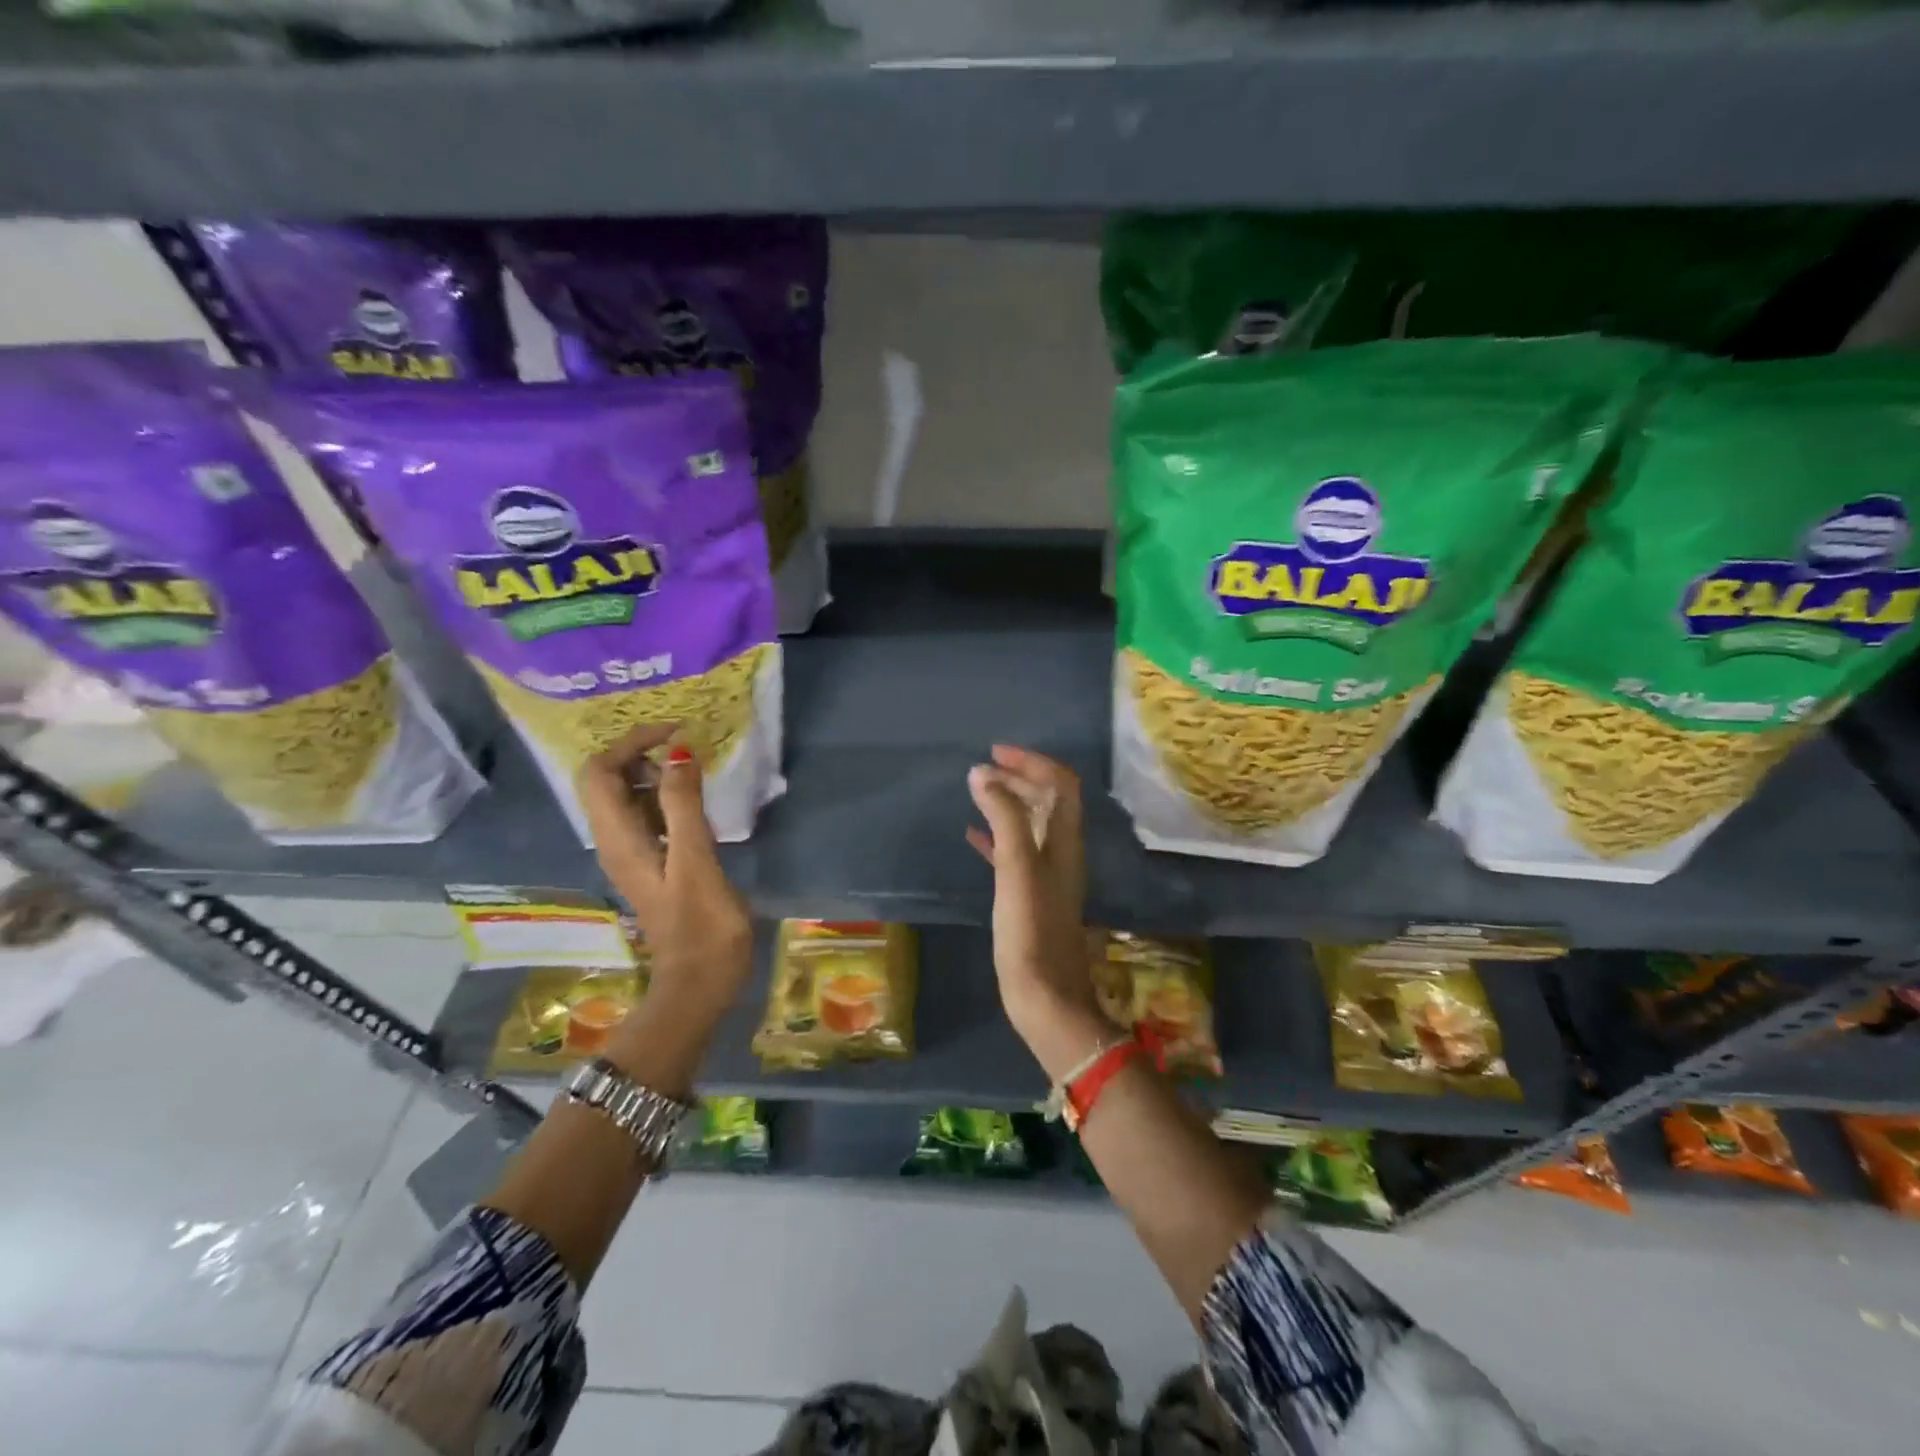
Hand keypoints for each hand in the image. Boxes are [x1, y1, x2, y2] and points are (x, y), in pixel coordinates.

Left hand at [577, 724, 752, 1017]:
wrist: (700, 983)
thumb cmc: (702, 925)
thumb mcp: (696, 860)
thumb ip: (684, 805)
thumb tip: (677, 751)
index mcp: (618, 839)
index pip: (601, 771)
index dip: (631, 742)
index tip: (676, 732)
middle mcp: (615, 841)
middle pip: (608, 780)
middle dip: (641, 753)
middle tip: (687, 749)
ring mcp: (633, 853)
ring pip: (628, 797)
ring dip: (655, 773)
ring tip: (696, 767)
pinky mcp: (652, 863)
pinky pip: (648, 815)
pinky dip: (666, 796)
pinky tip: (696, 800)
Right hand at [966, 745, 1110, 1077]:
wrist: (1045, 997)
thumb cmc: (1031, 930)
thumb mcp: (1016, 867)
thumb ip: (1003, 817)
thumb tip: (983, 774)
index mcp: (1065, 841)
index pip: (1062, 784)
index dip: (1033, 762)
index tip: (996, 753)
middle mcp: (1061, 853)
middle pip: (1048, 801)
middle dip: (1019, 778)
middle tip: (983, 768)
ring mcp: (1046, 876)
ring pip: (1030, 825)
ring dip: (1007, 804)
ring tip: (976, 792)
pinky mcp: (1029, 898)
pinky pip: (1012, 854)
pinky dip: (995, 837)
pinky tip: (971, 837)